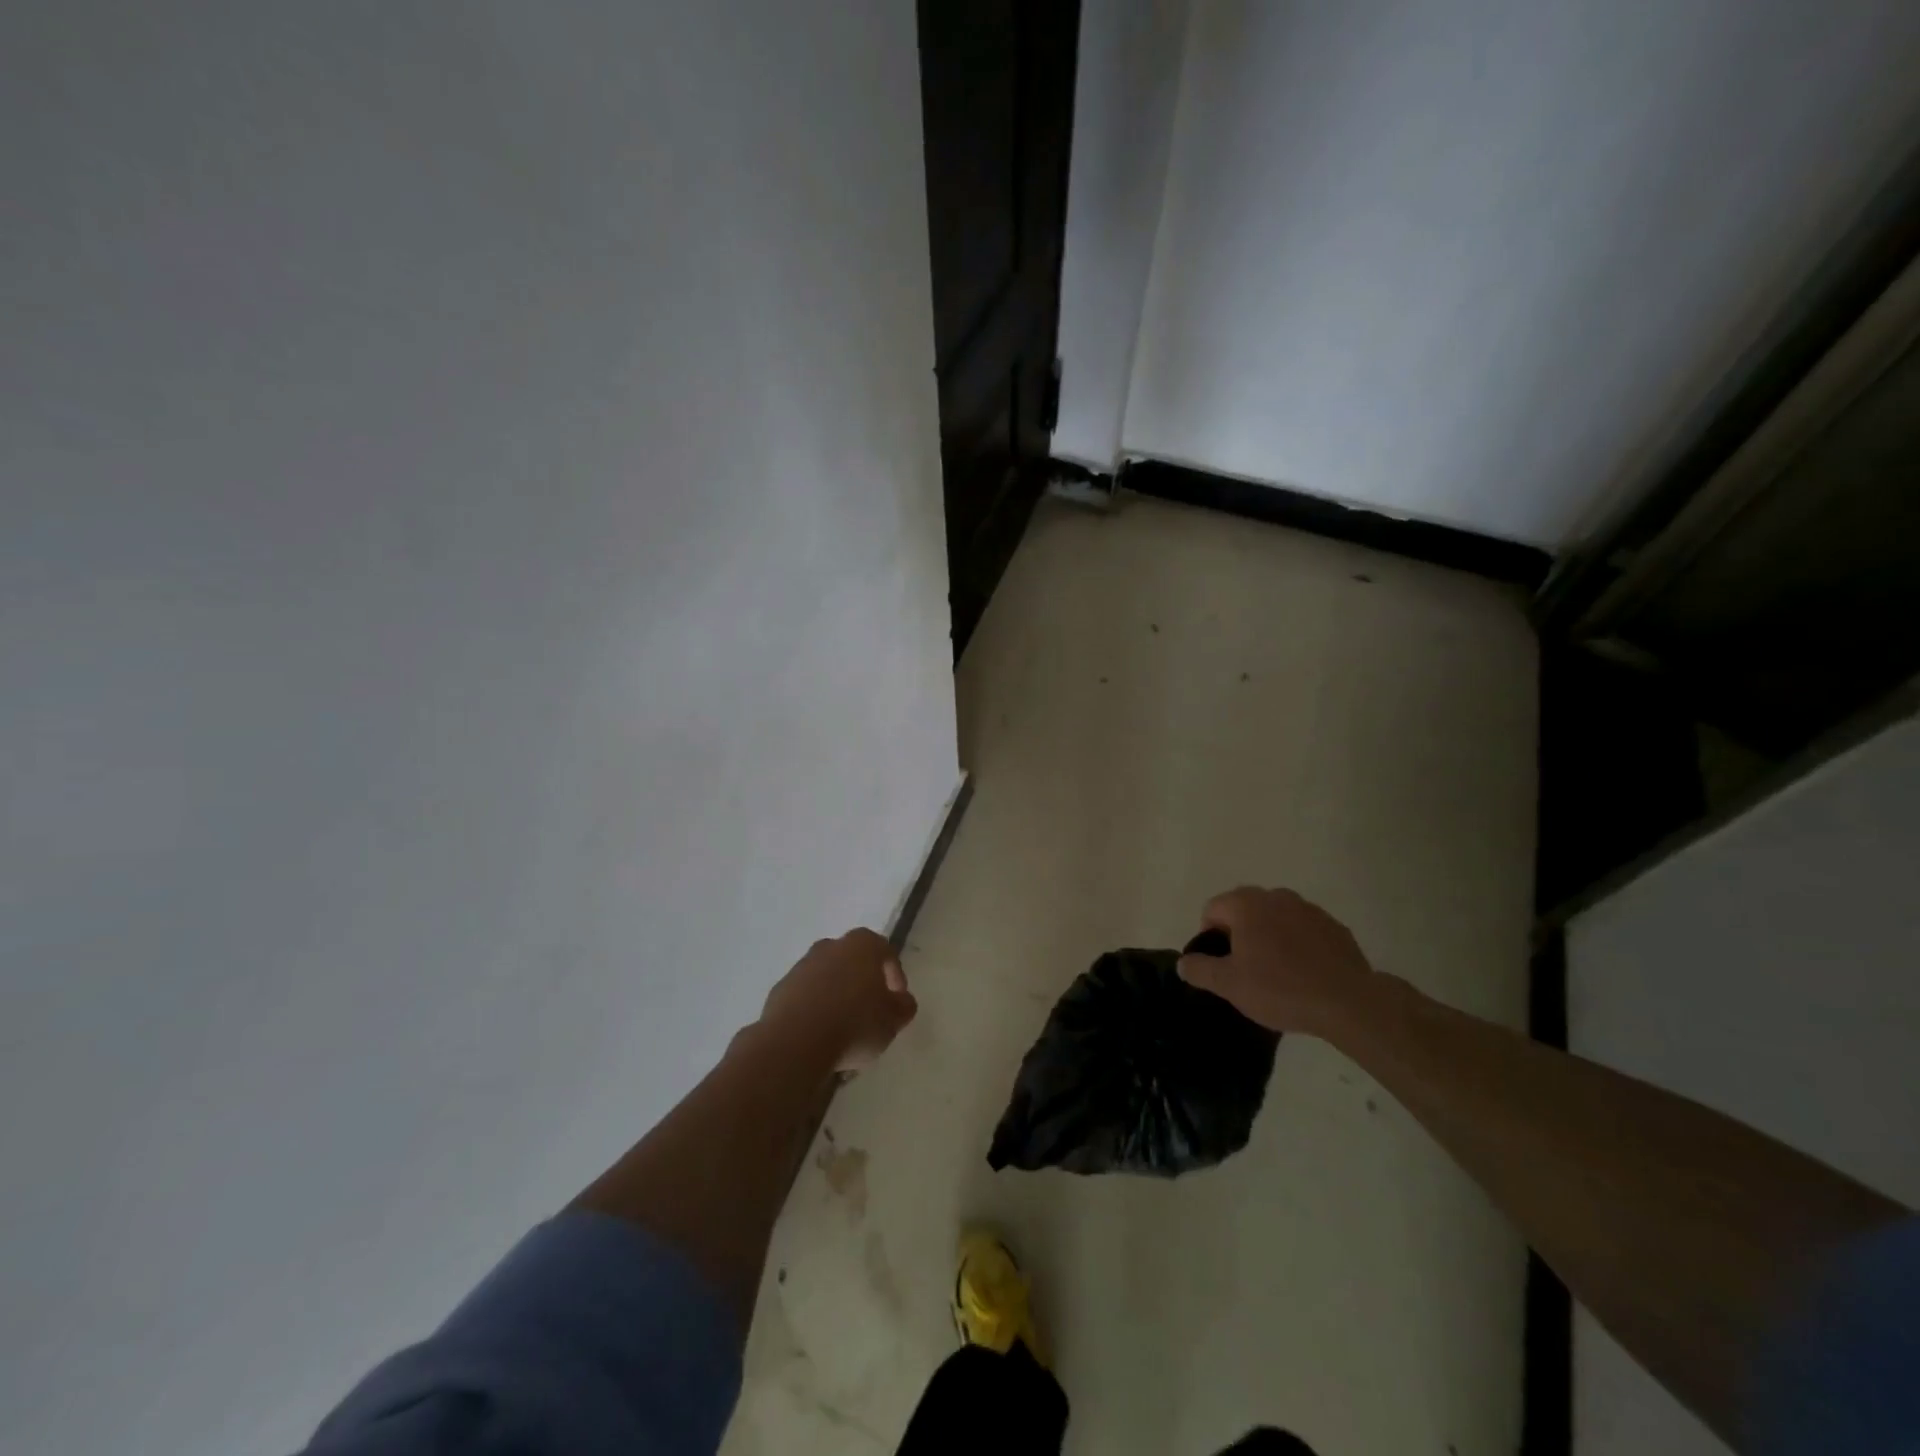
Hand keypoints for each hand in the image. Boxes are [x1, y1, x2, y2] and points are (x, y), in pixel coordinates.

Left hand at [760, 928, 918, 1072]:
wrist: (795, 1043)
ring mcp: (801, 967)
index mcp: (862, 945)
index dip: (895, 976)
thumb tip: (901, 1001)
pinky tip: (819, 1037)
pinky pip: (805, 997)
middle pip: (853, 962)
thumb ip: (904, 1006)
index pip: (885, 952)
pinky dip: (814, 1011)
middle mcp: (830, 947)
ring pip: (827, 979)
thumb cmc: (854, 1024)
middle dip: (862, 984)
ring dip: (836, 997)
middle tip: (870, 1013)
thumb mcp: (893, 1020)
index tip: (897, 1001)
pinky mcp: (779, 990)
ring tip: (843, 1031)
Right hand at [1176, 886, 1376, 1035]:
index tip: (1219, 965)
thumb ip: (1200, 970)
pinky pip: (1303, 930)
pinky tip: (1303, 973)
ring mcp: (1308, 909)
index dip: (1208, 936)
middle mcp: (1276, 897)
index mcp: (1246, 904)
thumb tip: (1183, 963)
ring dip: (1268, 936)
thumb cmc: (1280, 988)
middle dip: (1238, 933)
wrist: (1348, 1002)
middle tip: (1243, 968)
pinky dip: (1297, 944)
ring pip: (1276, 917)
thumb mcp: (1229, 985)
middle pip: (1244, 909)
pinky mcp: (1334, 926)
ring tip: (1275, 971)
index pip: (1212, 909)